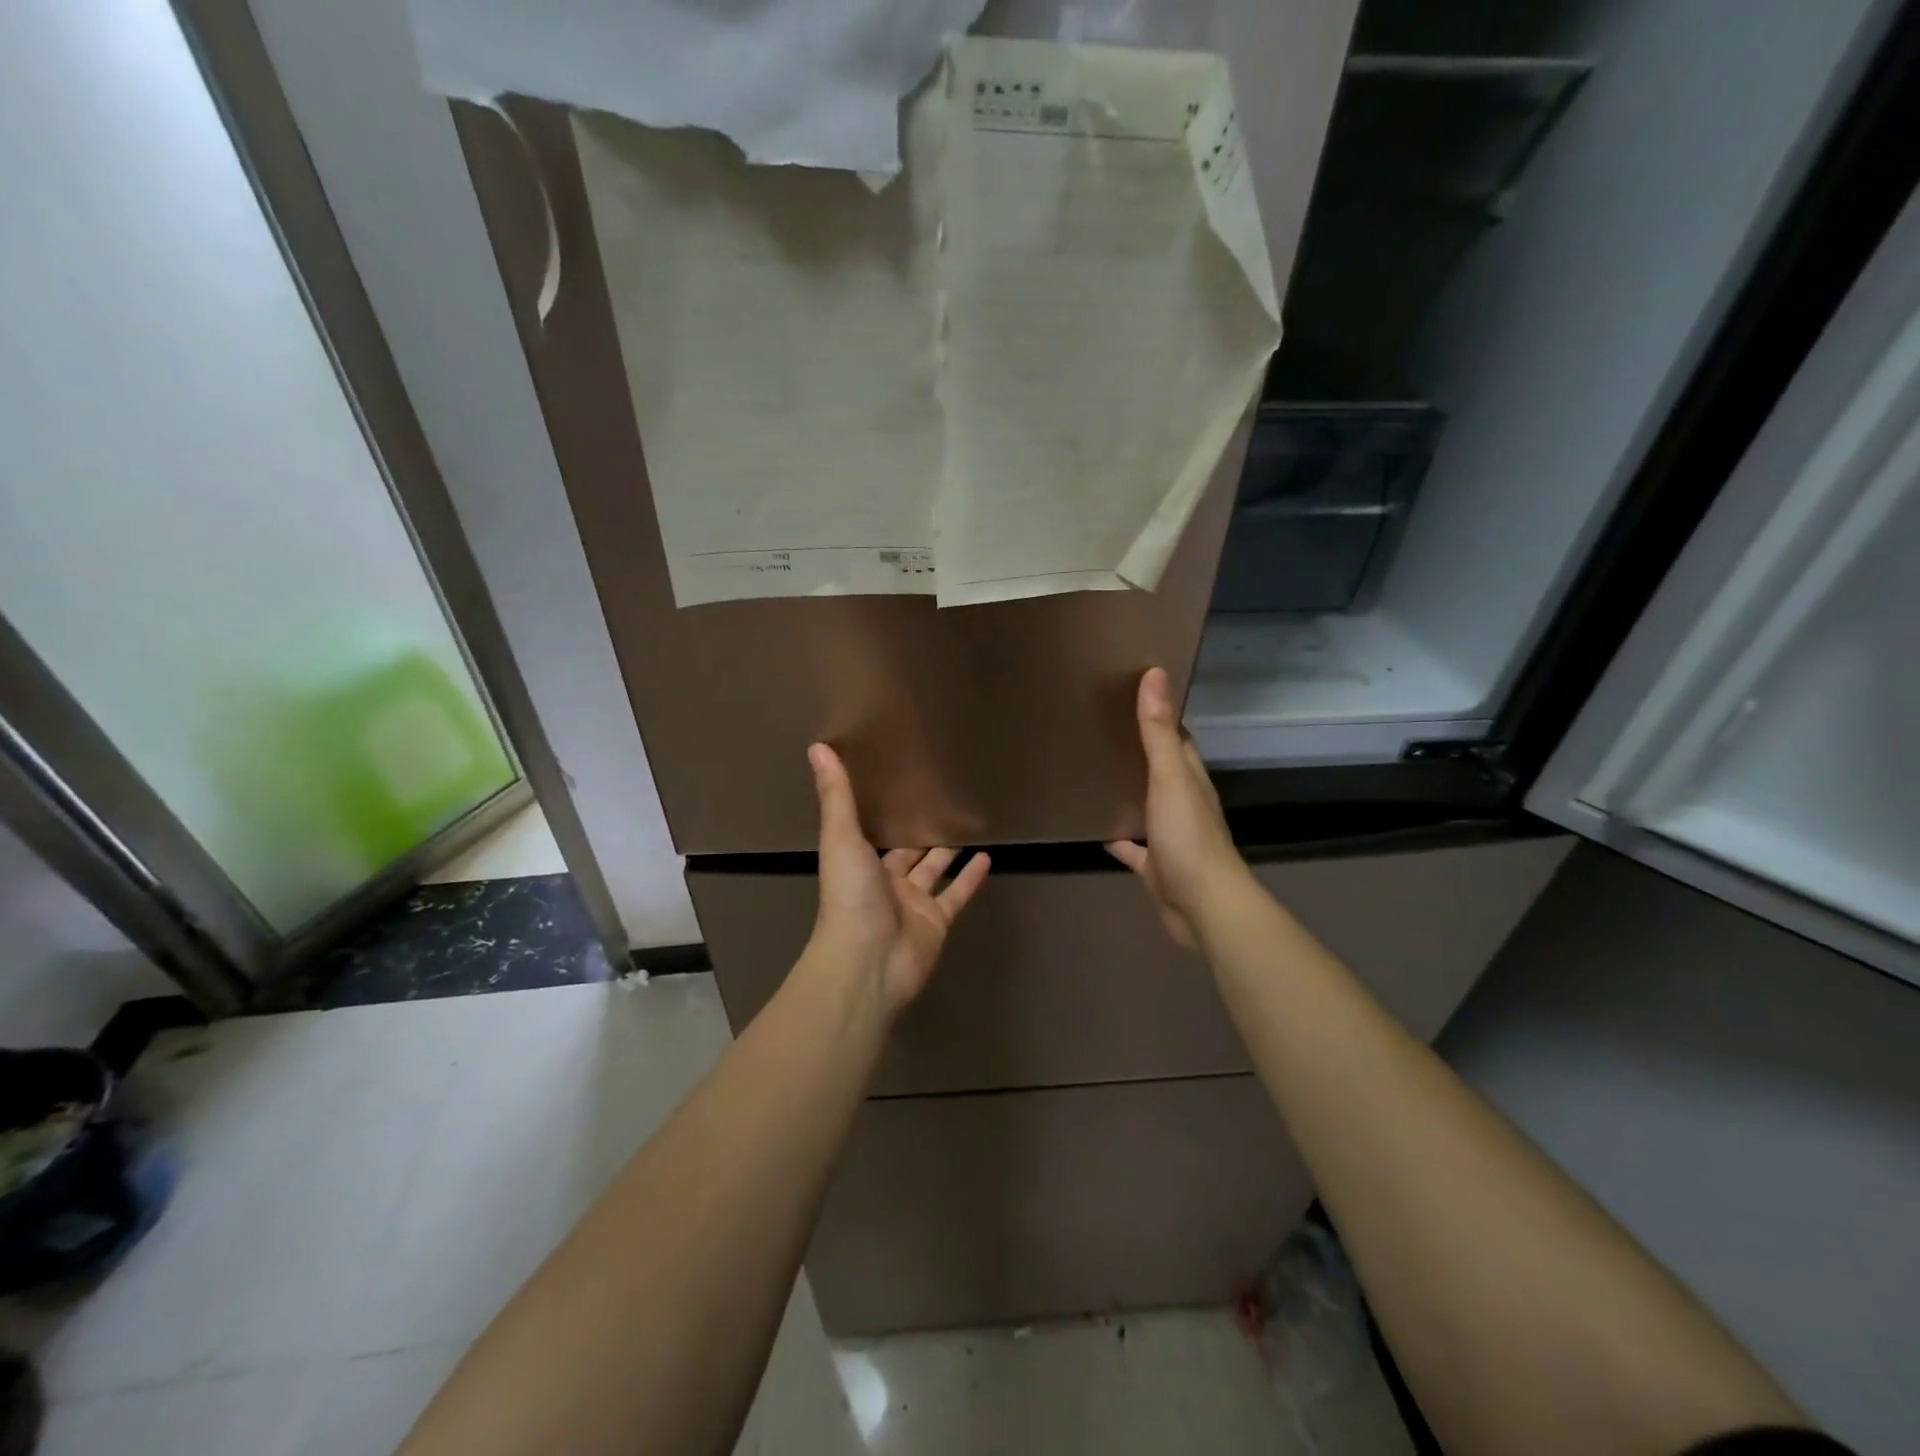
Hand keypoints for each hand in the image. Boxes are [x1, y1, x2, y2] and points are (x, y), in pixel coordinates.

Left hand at [805, 742, 989, 1017]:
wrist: (868, 962)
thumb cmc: (850, 897)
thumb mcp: (841, 838)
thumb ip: (836, 795)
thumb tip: (817, 747)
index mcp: (859, 861)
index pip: (874, 829)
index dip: (887, 808)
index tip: (902, 780)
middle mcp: (886, 880)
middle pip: (907, 849)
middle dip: (921, 827)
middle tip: (944, 796)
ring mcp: (913, 903)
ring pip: (934, 869)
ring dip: (948, 849)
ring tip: (968, 821)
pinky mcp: (937, 921)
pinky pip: (957, 895)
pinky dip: (971, 877)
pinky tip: (987, 856)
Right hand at [1105, 667, 1248, 949]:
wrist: (1202, 906)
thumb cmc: (1188, 837)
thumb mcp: (1170, 777)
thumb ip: (1158, 732)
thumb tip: (1155, 674)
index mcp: (1191, 779)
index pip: (1178, 739)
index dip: (1159, 716)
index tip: (1130, 695)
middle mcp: (1183, 803)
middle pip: (1162, 769)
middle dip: (1139, 751)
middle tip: (1101, 729)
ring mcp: (1170, 836)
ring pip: (1147, 806)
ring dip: (1128, 791)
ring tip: (1094, 771)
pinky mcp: (1155, 866)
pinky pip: (1133, 847)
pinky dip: (1118, 838)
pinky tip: (1095, 829)